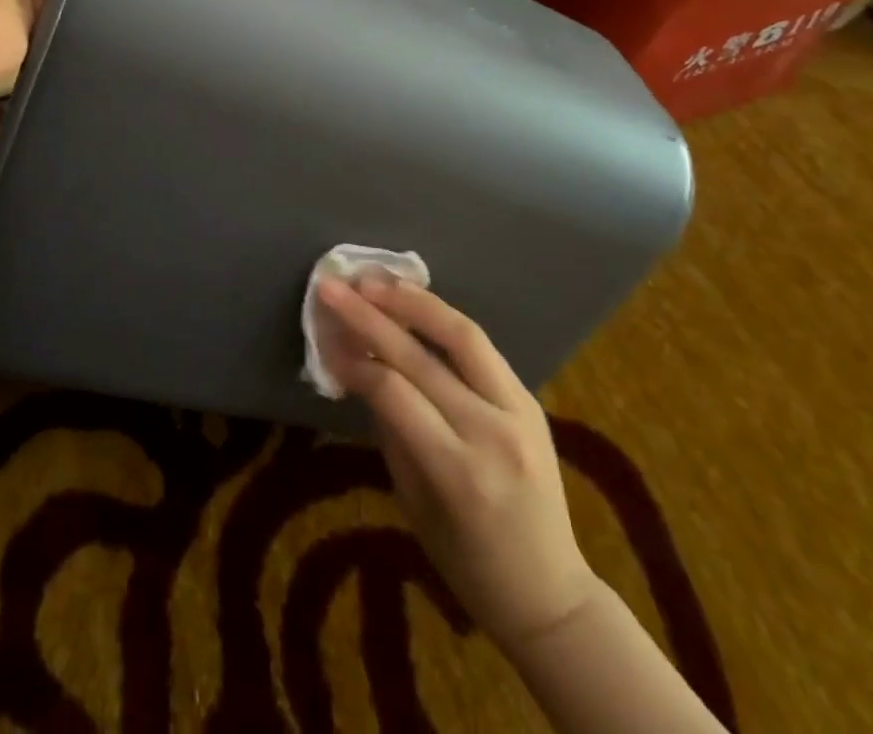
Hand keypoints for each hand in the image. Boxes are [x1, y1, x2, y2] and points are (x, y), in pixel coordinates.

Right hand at [315, 275, 599, 650]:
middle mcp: (492, 432)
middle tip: (333, 287)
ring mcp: (520, 410)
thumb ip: (389, 428)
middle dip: (370, 315)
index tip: (323, 338)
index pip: (395, 393)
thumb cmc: (467, 564)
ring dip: (412, 301)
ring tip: (373, 279)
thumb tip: (355, 366)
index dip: (353, 361)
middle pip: (421, 356)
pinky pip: (480, 347)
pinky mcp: (530, 399)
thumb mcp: (413, 502)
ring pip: (461, 334)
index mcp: (458, 473)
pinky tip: (412, 301)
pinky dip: (441, 318)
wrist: (550, 593)